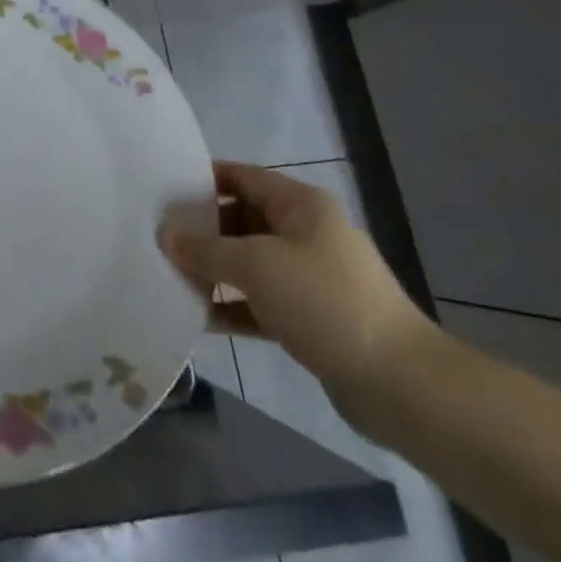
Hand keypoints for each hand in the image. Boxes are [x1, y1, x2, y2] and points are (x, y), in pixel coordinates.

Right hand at [159, 162, 436, 410]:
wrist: (402, 384)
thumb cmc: (325, 303)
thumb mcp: (256, 266)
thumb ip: (205, 248)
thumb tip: (165, 234)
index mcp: (301, 206)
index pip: (241, 176)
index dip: (201, 179)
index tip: (161, 189)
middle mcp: (307, 234)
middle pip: (242, 219)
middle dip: (202, 229)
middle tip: (158, 237)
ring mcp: (311, 278)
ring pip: (250, 263)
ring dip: (214, 270)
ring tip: (169, 275)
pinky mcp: (313, 318)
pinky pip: (261, 302)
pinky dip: (233, 305)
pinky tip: (198, 316)